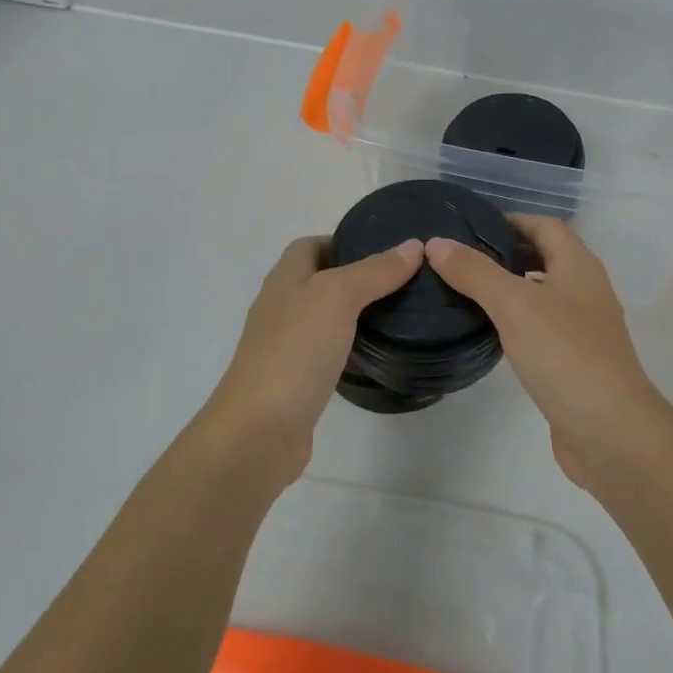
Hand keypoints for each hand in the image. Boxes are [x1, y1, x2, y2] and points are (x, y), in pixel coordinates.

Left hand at [205, 235, 423, 484]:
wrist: (259, 432)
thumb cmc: (295, 351)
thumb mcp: (337, 297)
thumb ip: (374, 271)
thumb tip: (412, 246)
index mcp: (283, 280)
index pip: (310, 245)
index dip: (343, 241)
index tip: (386, 250)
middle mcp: (280, 308)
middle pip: (318, 280)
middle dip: (357, 277)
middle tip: (402, 282)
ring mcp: (286, 347)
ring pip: (324, 318)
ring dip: (355, 313)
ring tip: (398, 313)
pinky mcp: (296, 382)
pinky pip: (326, 353)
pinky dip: (350, 349)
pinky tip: (375, 355)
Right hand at [428, 216, 672, 488]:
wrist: (610, 432)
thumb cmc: (565, 355)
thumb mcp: (514, 304)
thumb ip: (475, 272)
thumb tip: (437, 243)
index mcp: (578, 265)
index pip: (544, 225)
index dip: (510, 220)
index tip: (469, 228)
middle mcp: (585, 289)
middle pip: (545, 256)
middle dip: (506, 252)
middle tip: (460, 258)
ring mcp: (582, 327)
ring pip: (542, 292)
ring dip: (510, 286)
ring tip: (465, 290)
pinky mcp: (574, 360)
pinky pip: (541, 326)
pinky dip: (516, 319)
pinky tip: (490, 331)